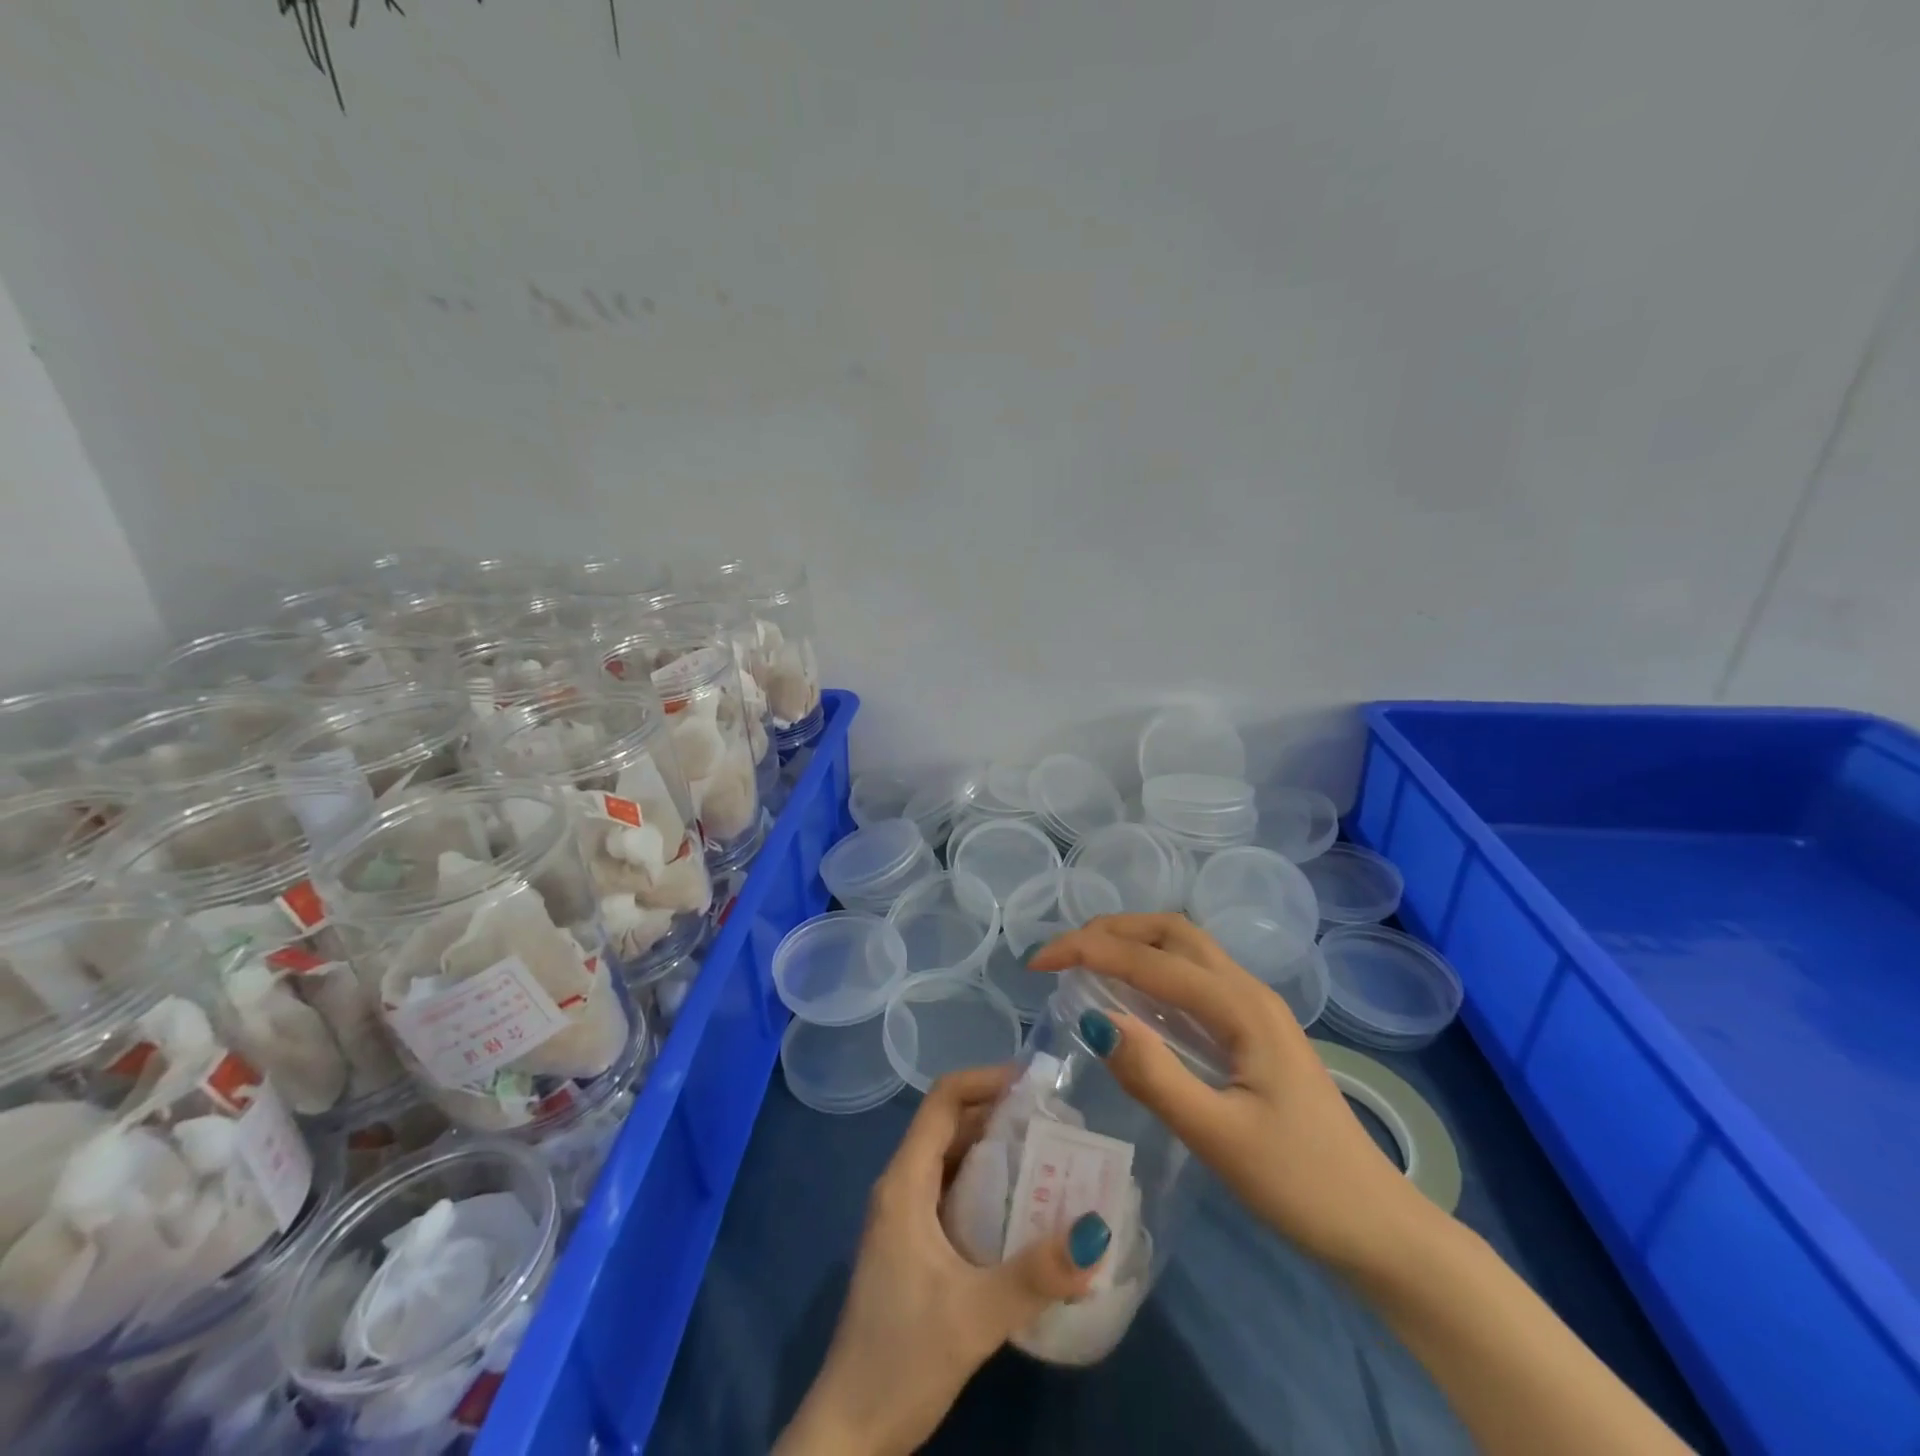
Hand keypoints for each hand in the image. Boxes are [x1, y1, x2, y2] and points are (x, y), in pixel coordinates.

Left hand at [775, 1065, 1111, 1455]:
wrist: (850, 1431)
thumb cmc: (902, 1357)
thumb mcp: (975, 1315)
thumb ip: (1035, 1274)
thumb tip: (1097, 1231)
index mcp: (905, 1182)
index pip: (942, 1101)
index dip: (984, 1080)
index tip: (1034, 1083)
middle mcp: (903, 1187)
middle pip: (952, 1126)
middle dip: (1002, 1116)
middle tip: (1058, 1122)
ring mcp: (906, 1218)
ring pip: (955, 1162)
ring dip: (998, 1153)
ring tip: (1053, 1158)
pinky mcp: (915, 1247)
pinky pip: (955, 1195)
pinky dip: (990, 1188)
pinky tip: (1026, 1211)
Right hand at [1027, 913, 1434, 1273]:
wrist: (1379, 1227)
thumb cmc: (1300, 1184)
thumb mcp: (1218, 1137)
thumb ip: (1154, 1075)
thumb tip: (1093, 1019)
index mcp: (1241, 1007)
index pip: (1151, 960)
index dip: (1089, 952)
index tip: (1039, 964)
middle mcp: (1248, 991)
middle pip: (1172, 932)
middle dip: (1112, 930)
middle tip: (1063, 953)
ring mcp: (1255, 1008)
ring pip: (1186, 949)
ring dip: (1133, 943)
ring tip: (1086, 963)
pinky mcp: (1255, 1030)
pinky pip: (1195, 978)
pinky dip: (1153, 969)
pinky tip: (1133, 998)